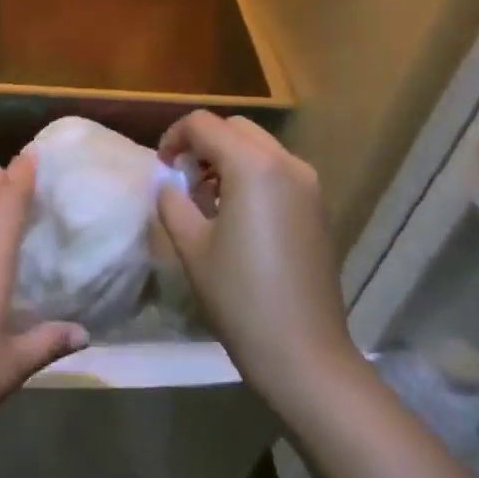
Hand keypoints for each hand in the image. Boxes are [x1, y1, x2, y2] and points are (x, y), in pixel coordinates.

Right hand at [155, 112, 356, 407]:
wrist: (303, 352)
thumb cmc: (240, 296)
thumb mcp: (191, 245)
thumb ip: (172, 201)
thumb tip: (169, 183)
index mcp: (253, 166)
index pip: (204, 125)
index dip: (174, 137)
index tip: (161, 168)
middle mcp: (286, 163)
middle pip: (235, 129)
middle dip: (203, 143)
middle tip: (182, 178)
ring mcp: (308, 184)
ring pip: (259, 147)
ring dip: (228, 158)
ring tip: (206, 199)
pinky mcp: (317, 207)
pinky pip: (277, 170)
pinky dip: (251, 175)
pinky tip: (236, 214)